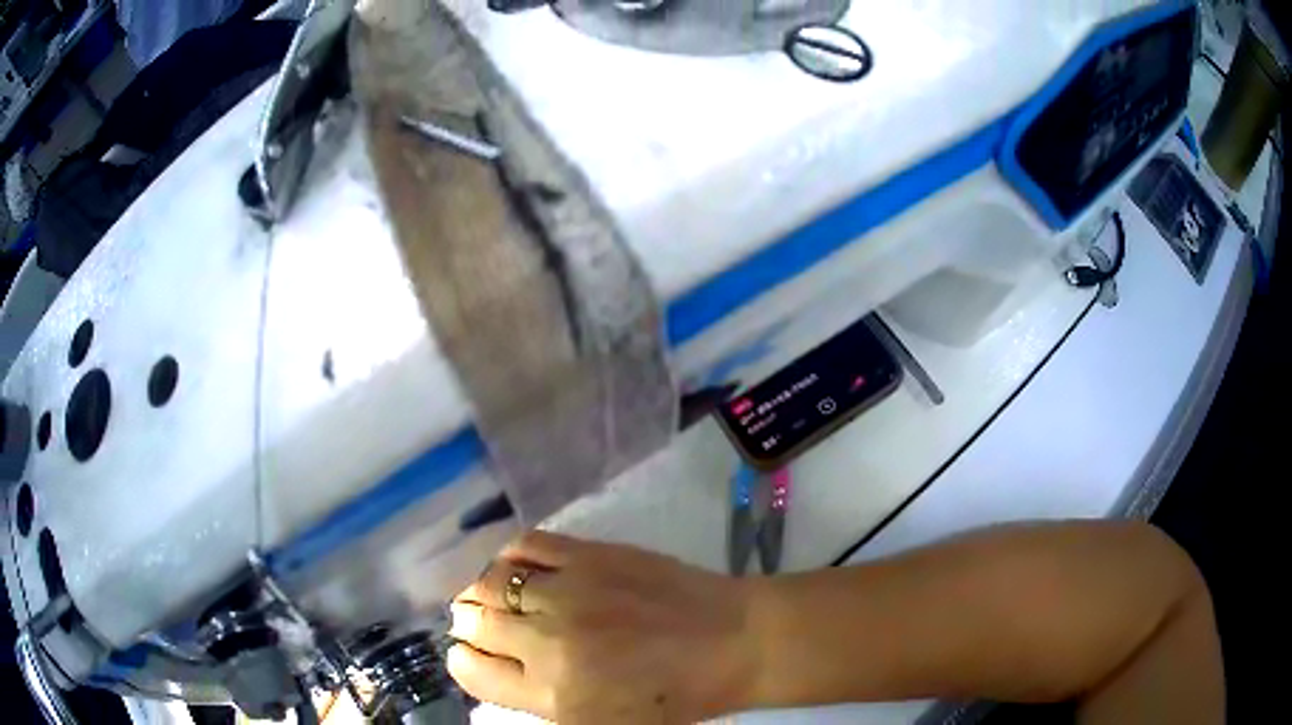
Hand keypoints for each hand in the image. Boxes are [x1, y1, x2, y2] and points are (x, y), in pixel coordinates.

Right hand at [448, 532, 756, 723]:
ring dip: (480, 591)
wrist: (732, 643)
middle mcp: (547, 643)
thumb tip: (497, 670)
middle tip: (475, 623)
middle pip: (474, 622)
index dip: (463, 661)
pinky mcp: (589, 556)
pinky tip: (513, 567)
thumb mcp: (603, 723)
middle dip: (467, 624)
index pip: (472, 672)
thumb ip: (543, 701)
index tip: (468, 654)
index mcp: (552, 695)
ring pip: (490, 583)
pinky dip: (509, 556)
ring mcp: (567, 593)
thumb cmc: (674, 697)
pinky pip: (525, 545)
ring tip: (489, 596)